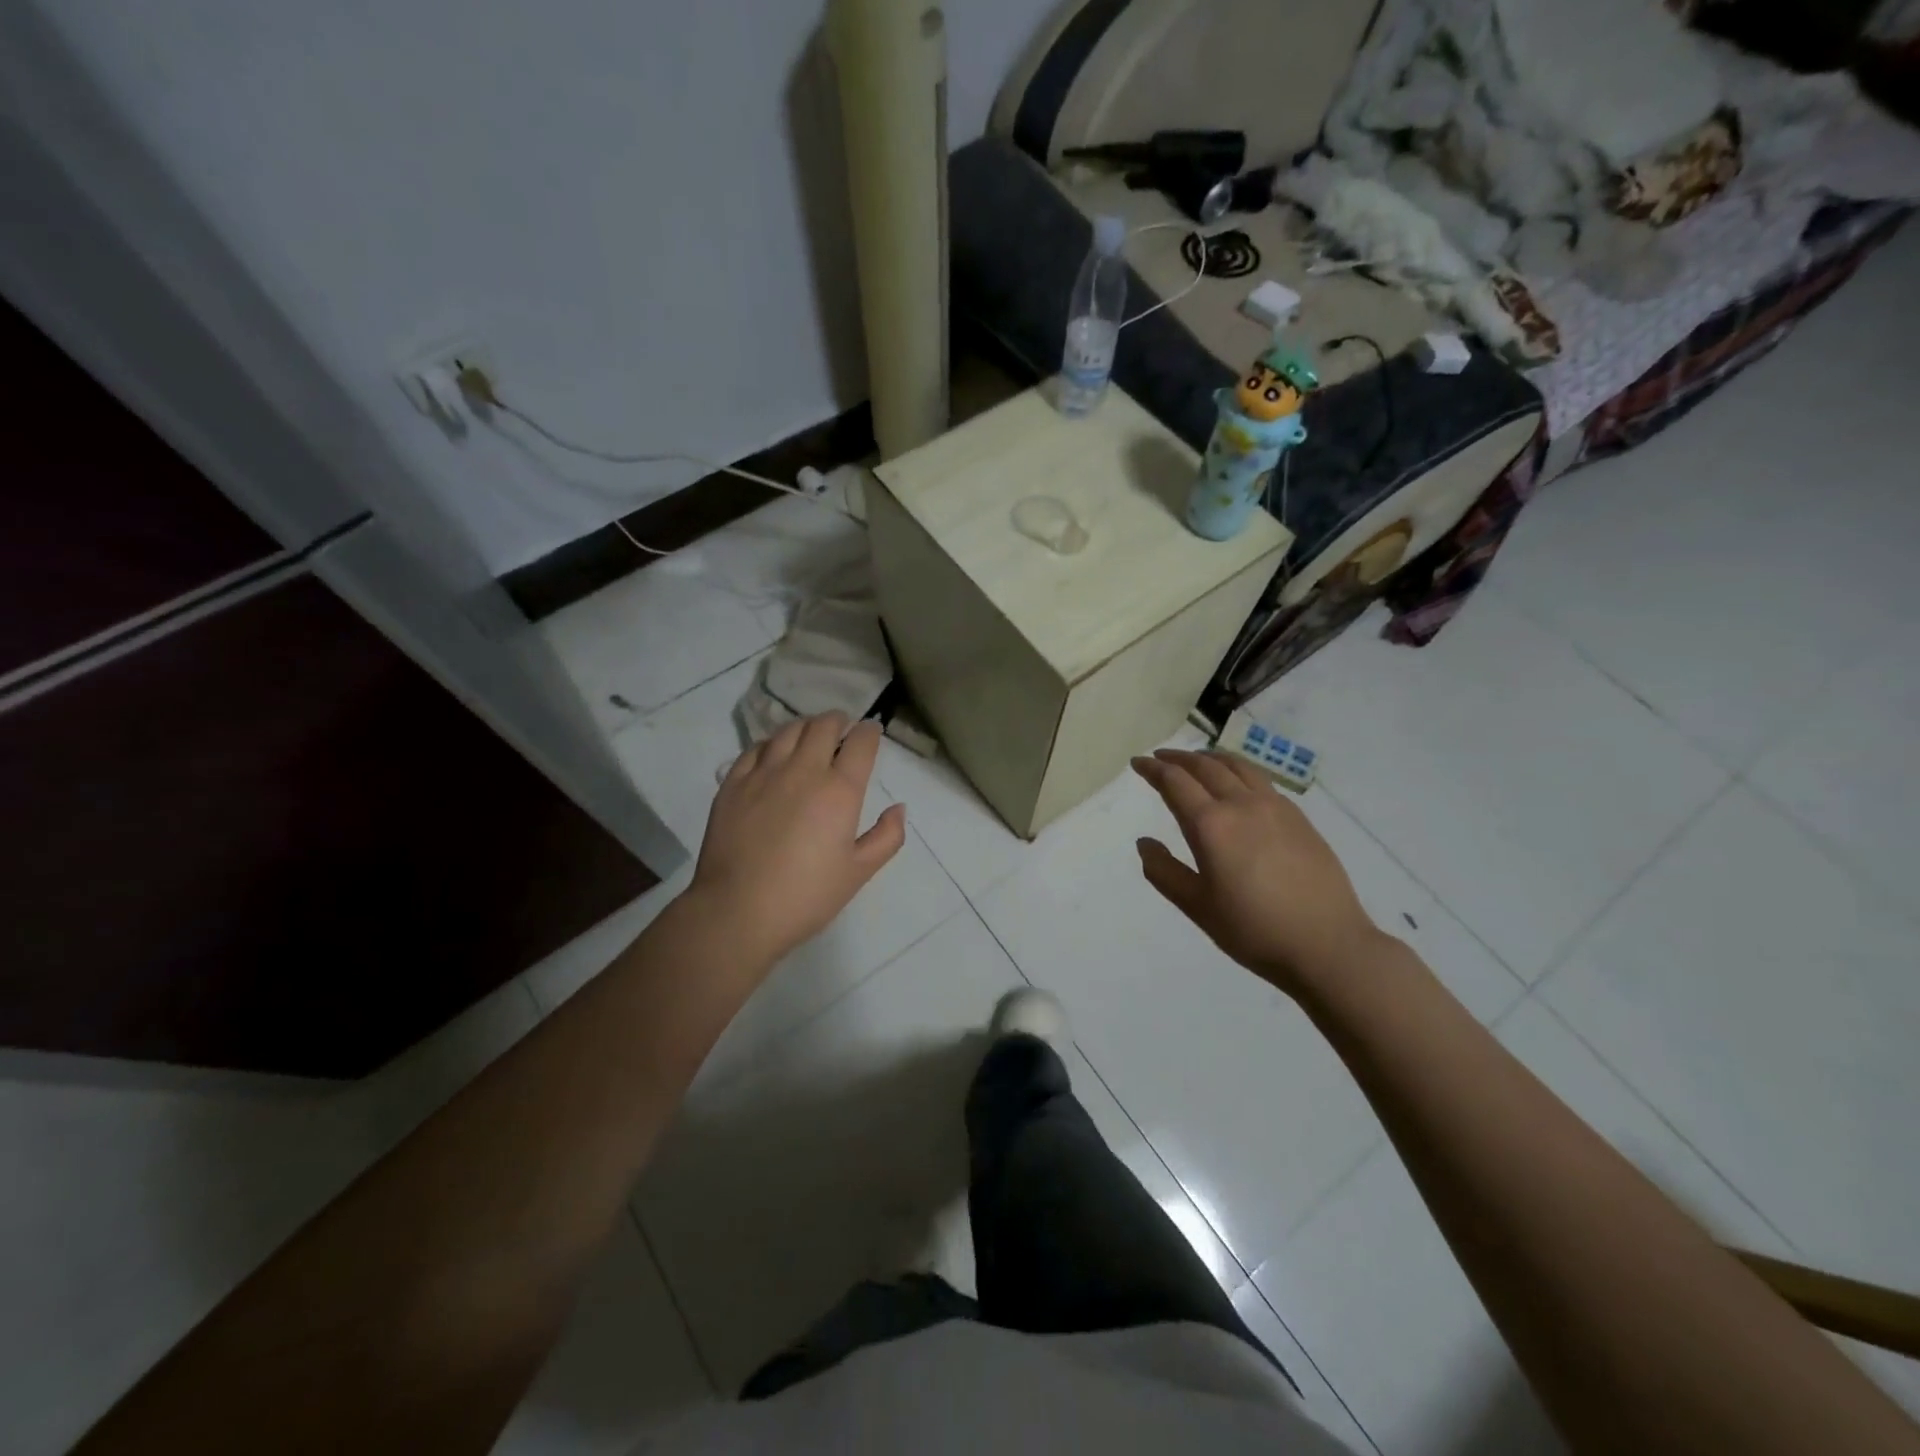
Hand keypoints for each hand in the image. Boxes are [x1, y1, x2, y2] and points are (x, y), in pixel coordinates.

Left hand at [690, 713, 906, 965]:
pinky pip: (755, 748)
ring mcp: (763, 773)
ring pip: (788, 730)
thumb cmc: (806, 896)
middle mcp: (803, 770)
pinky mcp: (733, 783)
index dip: (869, 732)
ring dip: (806, 728)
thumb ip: (887, 837)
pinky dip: (771, 744)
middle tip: (843, 730)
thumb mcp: (859, 873)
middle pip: (823, 725)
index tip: (871, 733)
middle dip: (839, 721)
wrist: (737, 911)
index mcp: (839, 790)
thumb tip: (898, 808)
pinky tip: (774, 755)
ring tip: (810, 737)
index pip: (860, 742)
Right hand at [1131, 749, 1382, 996]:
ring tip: (1197, 760)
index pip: (1175, 782)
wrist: (1328, 944)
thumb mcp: (1197, 907)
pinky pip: (1261, 780)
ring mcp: (1275, 807)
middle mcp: (1242, 805)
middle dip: (1178, 758)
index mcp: (1211, 825)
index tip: (1138, 762)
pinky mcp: (1299, 817)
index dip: (1153, 769)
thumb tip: (1144, 843)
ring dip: (1210, 758)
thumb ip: (1164, 872)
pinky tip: (1237, 784)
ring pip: (1237, 766)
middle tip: (1160, 757)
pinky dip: (1238, 770)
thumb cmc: (1254, 930)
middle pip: (1205, 766)